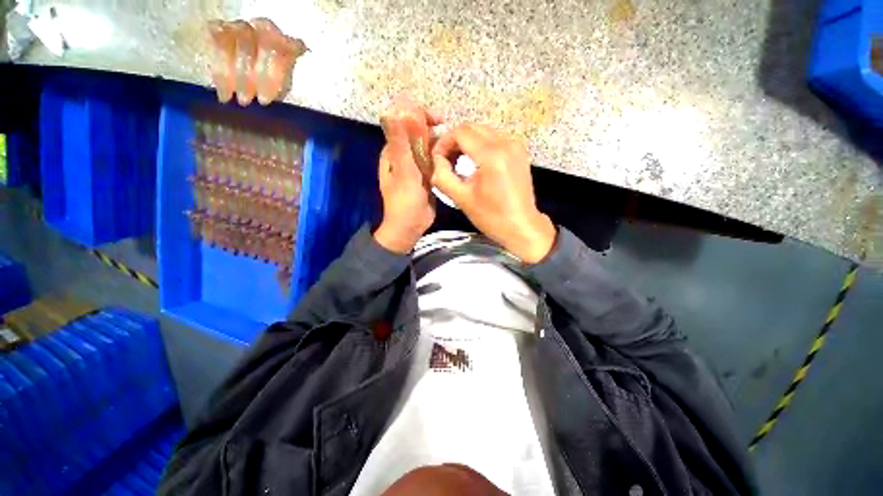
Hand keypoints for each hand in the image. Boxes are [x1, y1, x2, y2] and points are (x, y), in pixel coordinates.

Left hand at [374, 98, 440, 253]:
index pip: (406, 125)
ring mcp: (415, 168)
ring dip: (440, 147)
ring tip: (456, 151)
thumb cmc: (404, 200)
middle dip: (435, 134)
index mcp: (394, 152)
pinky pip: (434, 163)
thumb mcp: (403, 171)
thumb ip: (400, 143)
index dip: (421, 118)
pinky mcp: (425, 178)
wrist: (410, 226)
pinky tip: (454, 161)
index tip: (440, 121)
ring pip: (429, 150)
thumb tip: (392, 111)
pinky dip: (443, 160)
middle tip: (452, 140)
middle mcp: (404, 157)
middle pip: (420, 137)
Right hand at [431, 124, 556, 262]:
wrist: (522, 226)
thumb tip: (436, 161)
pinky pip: (495, 139)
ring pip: (483, 132)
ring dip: (467, 143)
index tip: (437, 159)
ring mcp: (516, 145)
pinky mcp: (520, 151)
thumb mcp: (462, 199)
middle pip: (472, 128)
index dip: (444, 142)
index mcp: (491, 155)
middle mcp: (506, 143)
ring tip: (459, 163)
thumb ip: (443, 177)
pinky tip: (476, 163)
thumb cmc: (491, 217)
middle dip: (454, 141)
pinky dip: (481, 146)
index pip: (460, 132)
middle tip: (446, 161)